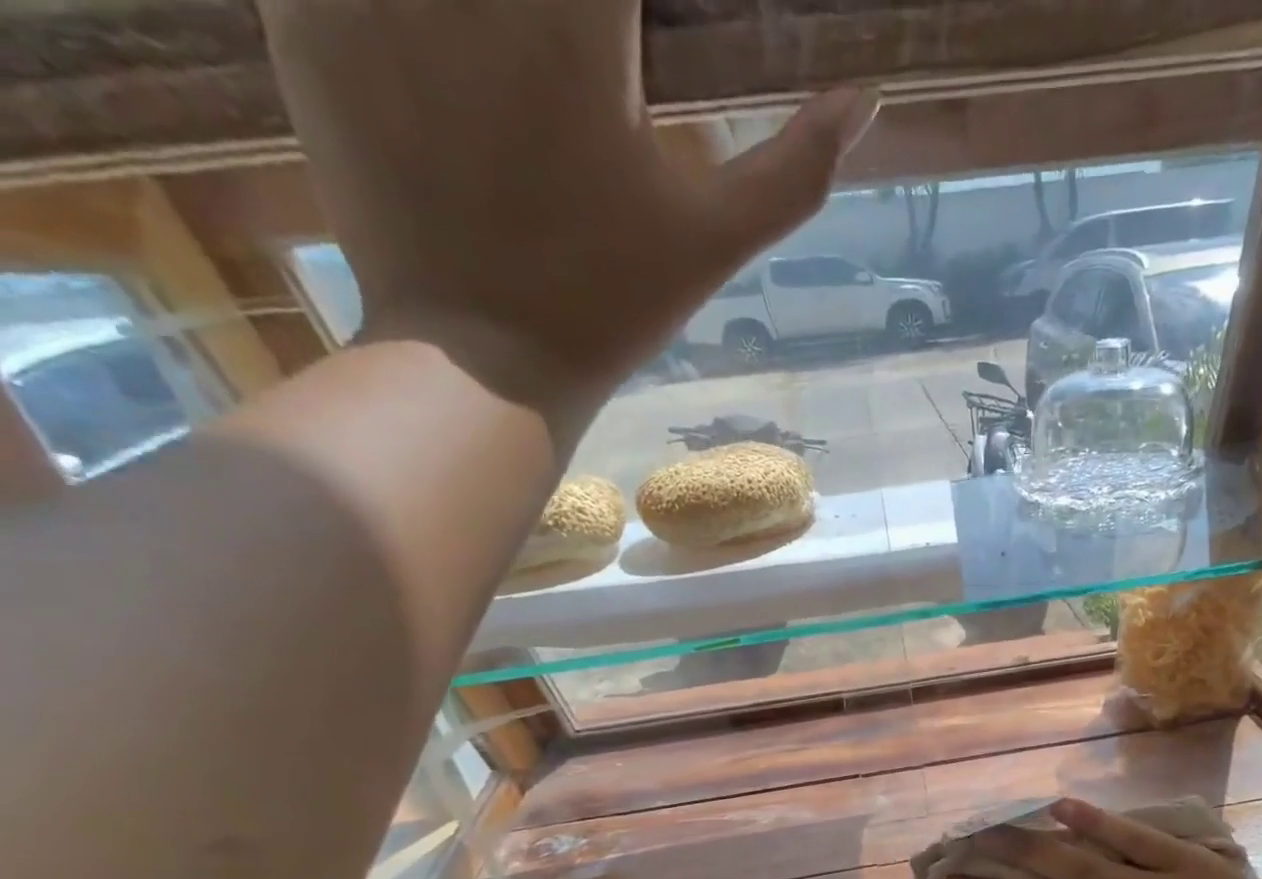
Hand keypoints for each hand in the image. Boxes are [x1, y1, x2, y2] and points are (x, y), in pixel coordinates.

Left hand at [259, 0, 875, 420]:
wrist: (482, 365)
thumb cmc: (609, 303)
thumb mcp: (715, 239)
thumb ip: (795, 167)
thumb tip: (864, 101)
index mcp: (573, 18)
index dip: (640, 10)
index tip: (643, 49)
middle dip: (573, 19)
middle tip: (590, 58)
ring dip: (492, 20)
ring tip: (529, 78)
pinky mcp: (302, 16)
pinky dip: (405, 15)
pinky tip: (455, 66)